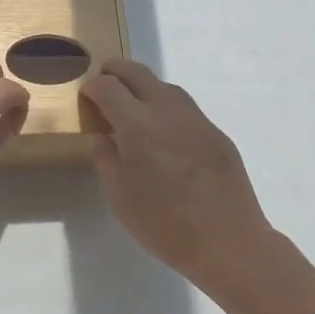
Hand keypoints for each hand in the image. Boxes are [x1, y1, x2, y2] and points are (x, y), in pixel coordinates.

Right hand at [82, 59, 276, 292]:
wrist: (228, 242)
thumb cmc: (165, 225)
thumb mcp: (119, 198)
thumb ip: (105, 159)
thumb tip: (102, 137)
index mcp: (138, 126)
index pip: (109, 88)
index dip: (93, 87)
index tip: (86, 95)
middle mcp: (168, 112)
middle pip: (138, 73)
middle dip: (116, 71)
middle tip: (104, 79)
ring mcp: (197, 120)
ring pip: (166, 86)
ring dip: (144, 86)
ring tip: (132, 102)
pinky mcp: (216, 134)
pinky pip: (185, 108)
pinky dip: (167, 106)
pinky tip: (164, 129)